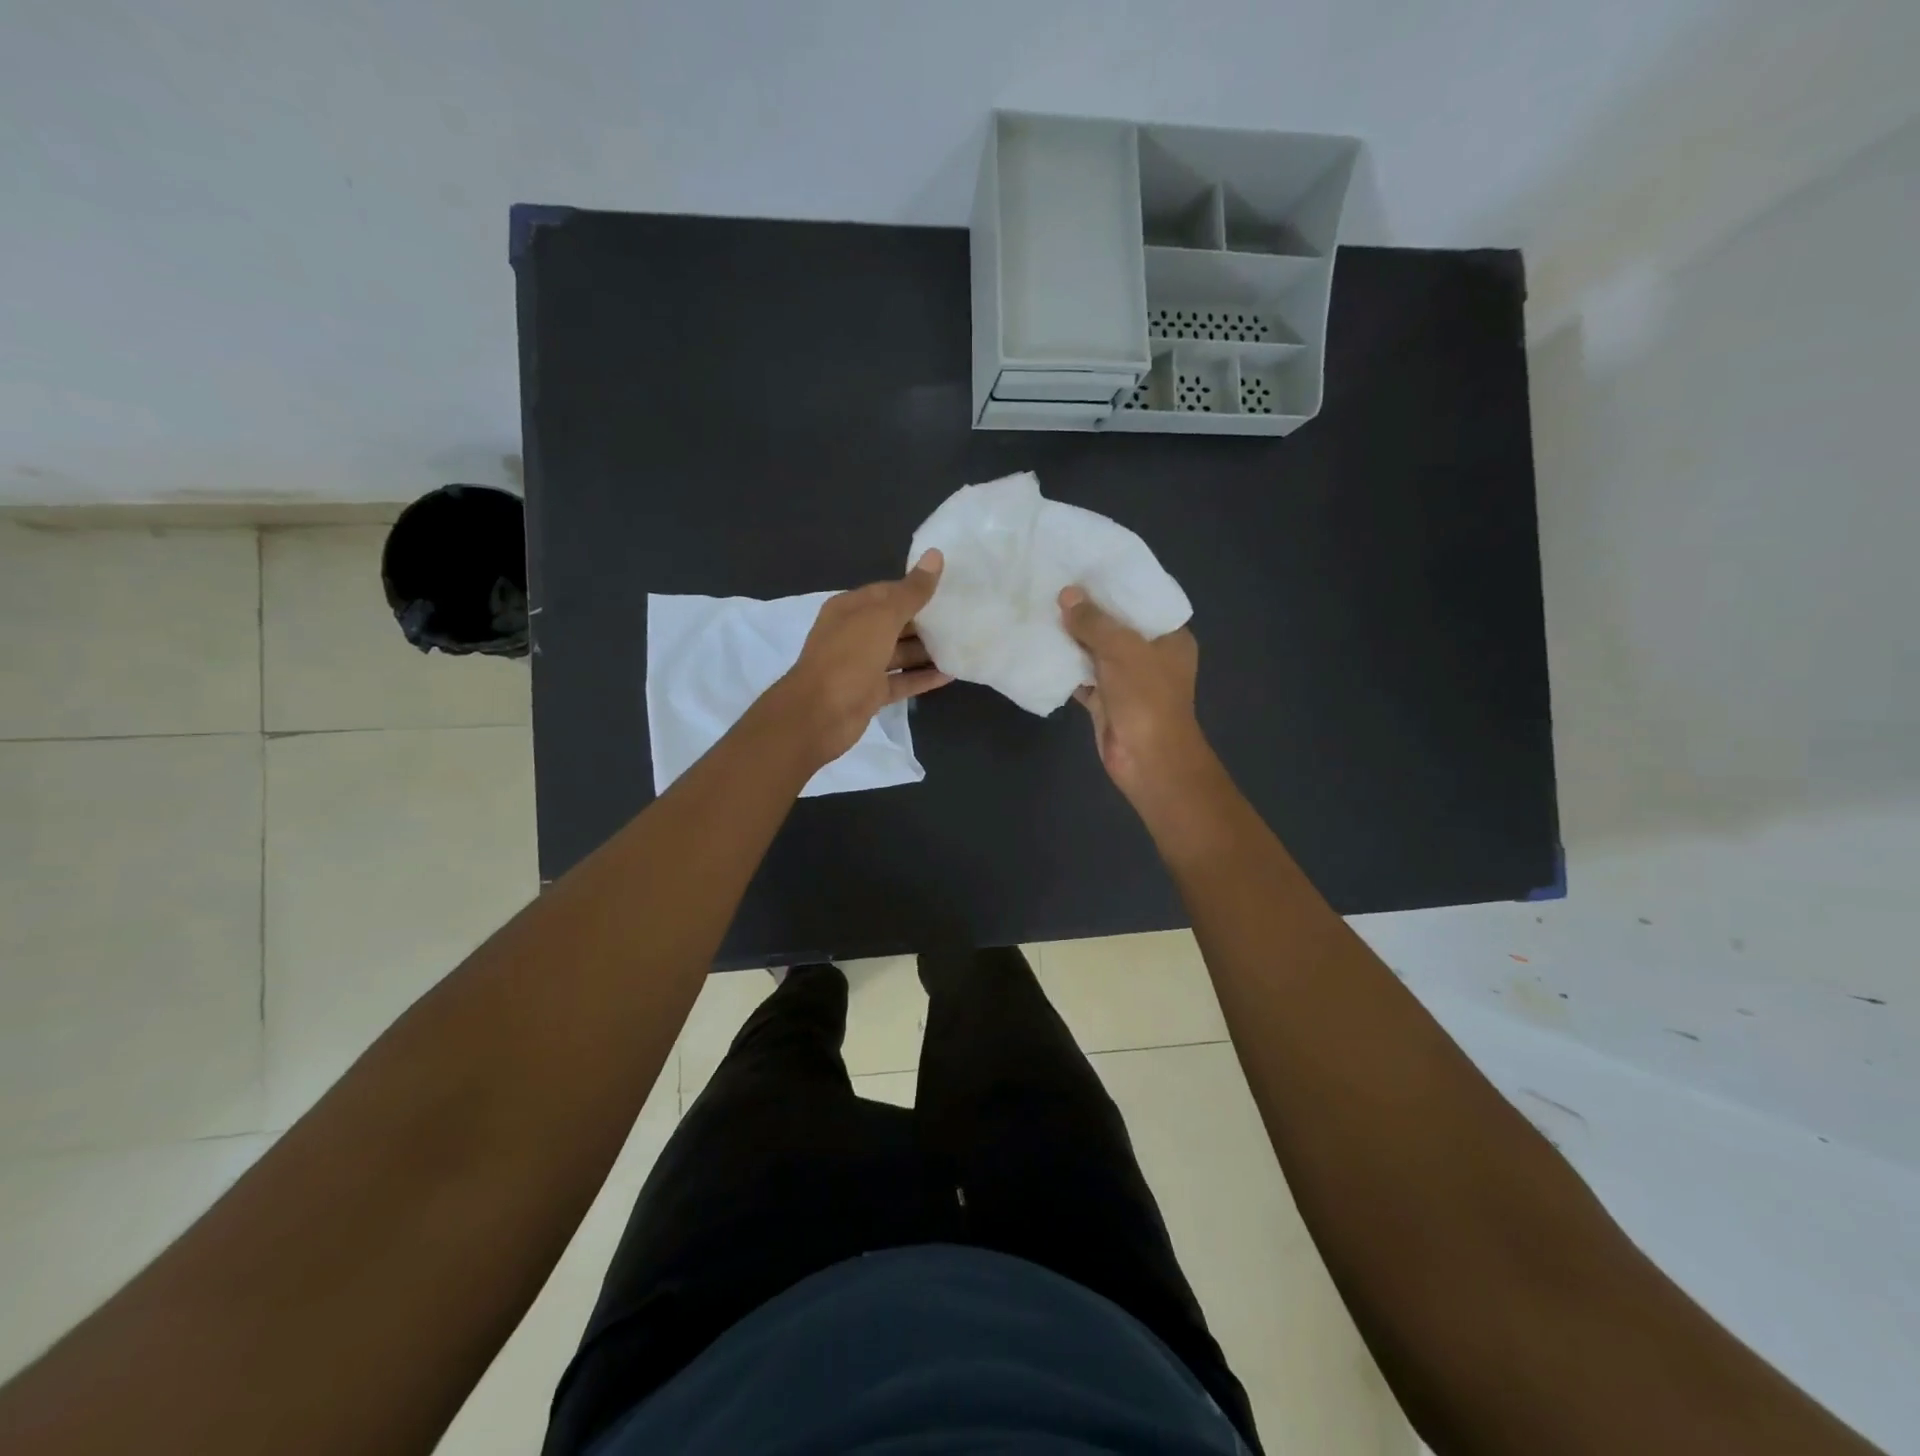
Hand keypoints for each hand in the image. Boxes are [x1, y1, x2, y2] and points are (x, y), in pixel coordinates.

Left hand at [771, 551, 952, 764]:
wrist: (819, 714)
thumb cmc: (848, 657)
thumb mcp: (882, 618)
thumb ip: (912, 592)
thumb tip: (935, 555)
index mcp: (850, 609)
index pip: (887, 592)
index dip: (915, 589)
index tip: (949, 589)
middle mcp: (854, 634)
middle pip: (895, 623)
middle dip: (925, 622)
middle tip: (963, 617)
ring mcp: (862, 666)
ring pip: (899, 653)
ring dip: (927, 651)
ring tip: (962, 644)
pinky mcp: (871, 693)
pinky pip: (901, 681)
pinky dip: (922, 678)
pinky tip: (951, 674)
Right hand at [1059, 587, 1207, 800]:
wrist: (1148, 760)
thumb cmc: (1147, 698)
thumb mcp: (1122, 650)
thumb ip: (1094, 622)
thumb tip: (1066, 594)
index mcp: (1169, 637)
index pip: (1143, 600)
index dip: (1115, 584)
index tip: (1085, 565)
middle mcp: (1150, 655)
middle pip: (1116, 625)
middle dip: (1088, 610)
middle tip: (1054, 583)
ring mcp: (1127, 679)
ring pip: (1096, 651)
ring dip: (1073, 638)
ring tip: (1041, 609)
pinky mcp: (1106, 700)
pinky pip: (1083, 677)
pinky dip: (1065, 667)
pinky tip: (1041, 648)